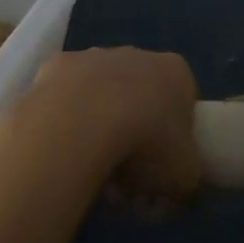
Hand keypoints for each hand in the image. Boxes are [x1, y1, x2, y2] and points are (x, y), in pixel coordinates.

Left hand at [28, 48, 200, 211]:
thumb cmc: (146, 143)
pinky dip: (65, 122)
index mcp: (176, 72)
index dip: (173, 142)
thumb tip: (174, 188)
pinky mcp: (57, 66)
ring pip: (102, 97)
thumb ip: (186, 177)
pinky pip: (66, 99)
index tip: (159, 172)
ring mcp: (95, 56)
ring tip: (87, 172)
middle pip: (141, 99)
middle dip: (134, 136)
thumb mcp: (185, 176)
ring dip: (99, 129)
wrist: (81, 123)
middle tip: (123, 179)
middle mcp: (138, 55)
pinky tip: (61, 150)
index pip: (183, 105)